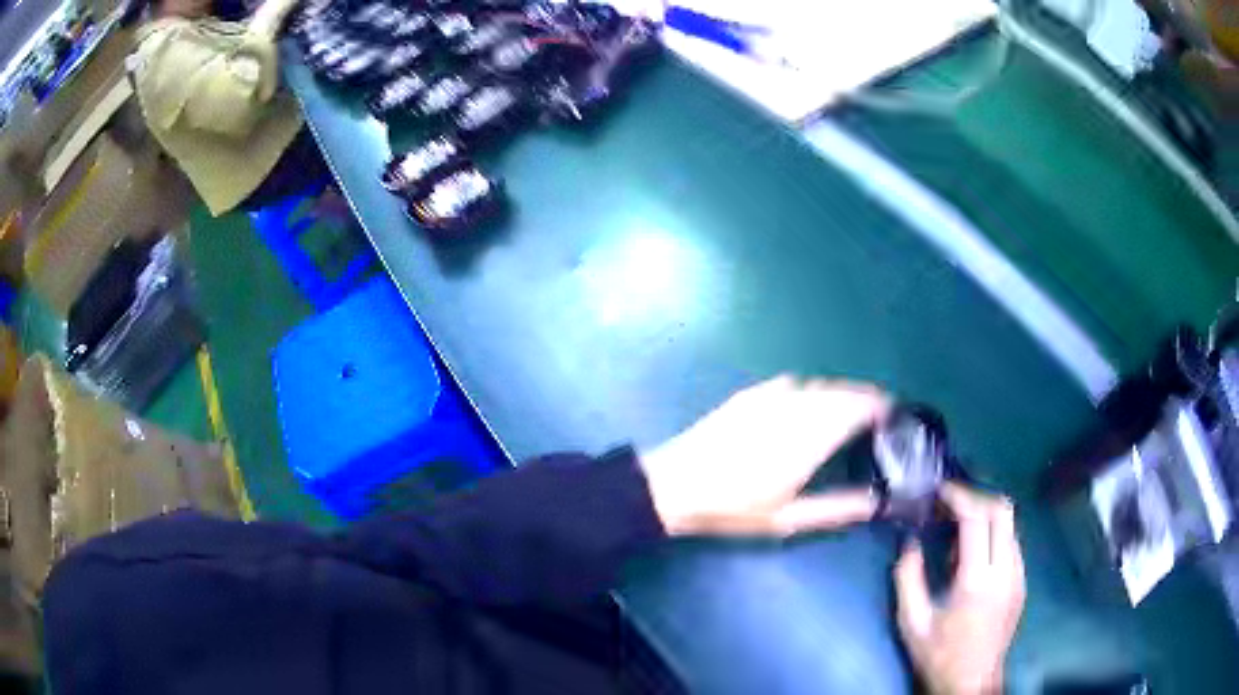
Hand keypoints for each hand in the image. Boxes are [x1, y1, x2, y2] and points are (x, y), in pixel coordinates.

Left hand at [639, 375, 889, 536]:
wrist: (676, 484)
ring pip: (820, 385)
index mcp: (808, 438)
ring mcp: (771, 397)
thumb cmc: (733, 508)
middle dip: (866, 398)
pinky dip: (814, 390)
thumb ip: (837, 508)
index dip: (880, 406)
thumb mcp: (788, 518)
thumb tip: (877, 503)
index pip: (857, 407)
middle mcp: (795, 408)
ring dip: (842, 393)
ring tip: (853, 412)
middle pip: (842, 391)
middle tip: (880, 416)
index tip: (895, 416)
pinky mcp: (752, 394)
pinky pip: (794, 383)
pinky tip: (812, 404)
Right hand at [894, 483, 1025, 694]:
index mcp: (977, 580)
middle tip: (951, 503)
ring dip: (986, 515)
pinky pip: (1012, 542)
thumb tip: (910, 542)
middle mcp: (1005, 570)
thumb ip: (908, 578)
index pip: (976, 519)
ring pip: (1010, 524)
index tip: (940, 491)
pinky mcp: (1021, 582)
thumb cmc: (939, 655)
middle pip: (1002, 510)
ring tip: (959, 529)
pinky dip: (994, 534)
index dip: (958, 497)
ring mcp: (1018, 575)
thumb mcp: (913, 622)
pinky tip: (974, 553)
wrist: (972, 682)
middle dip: (976, 497)